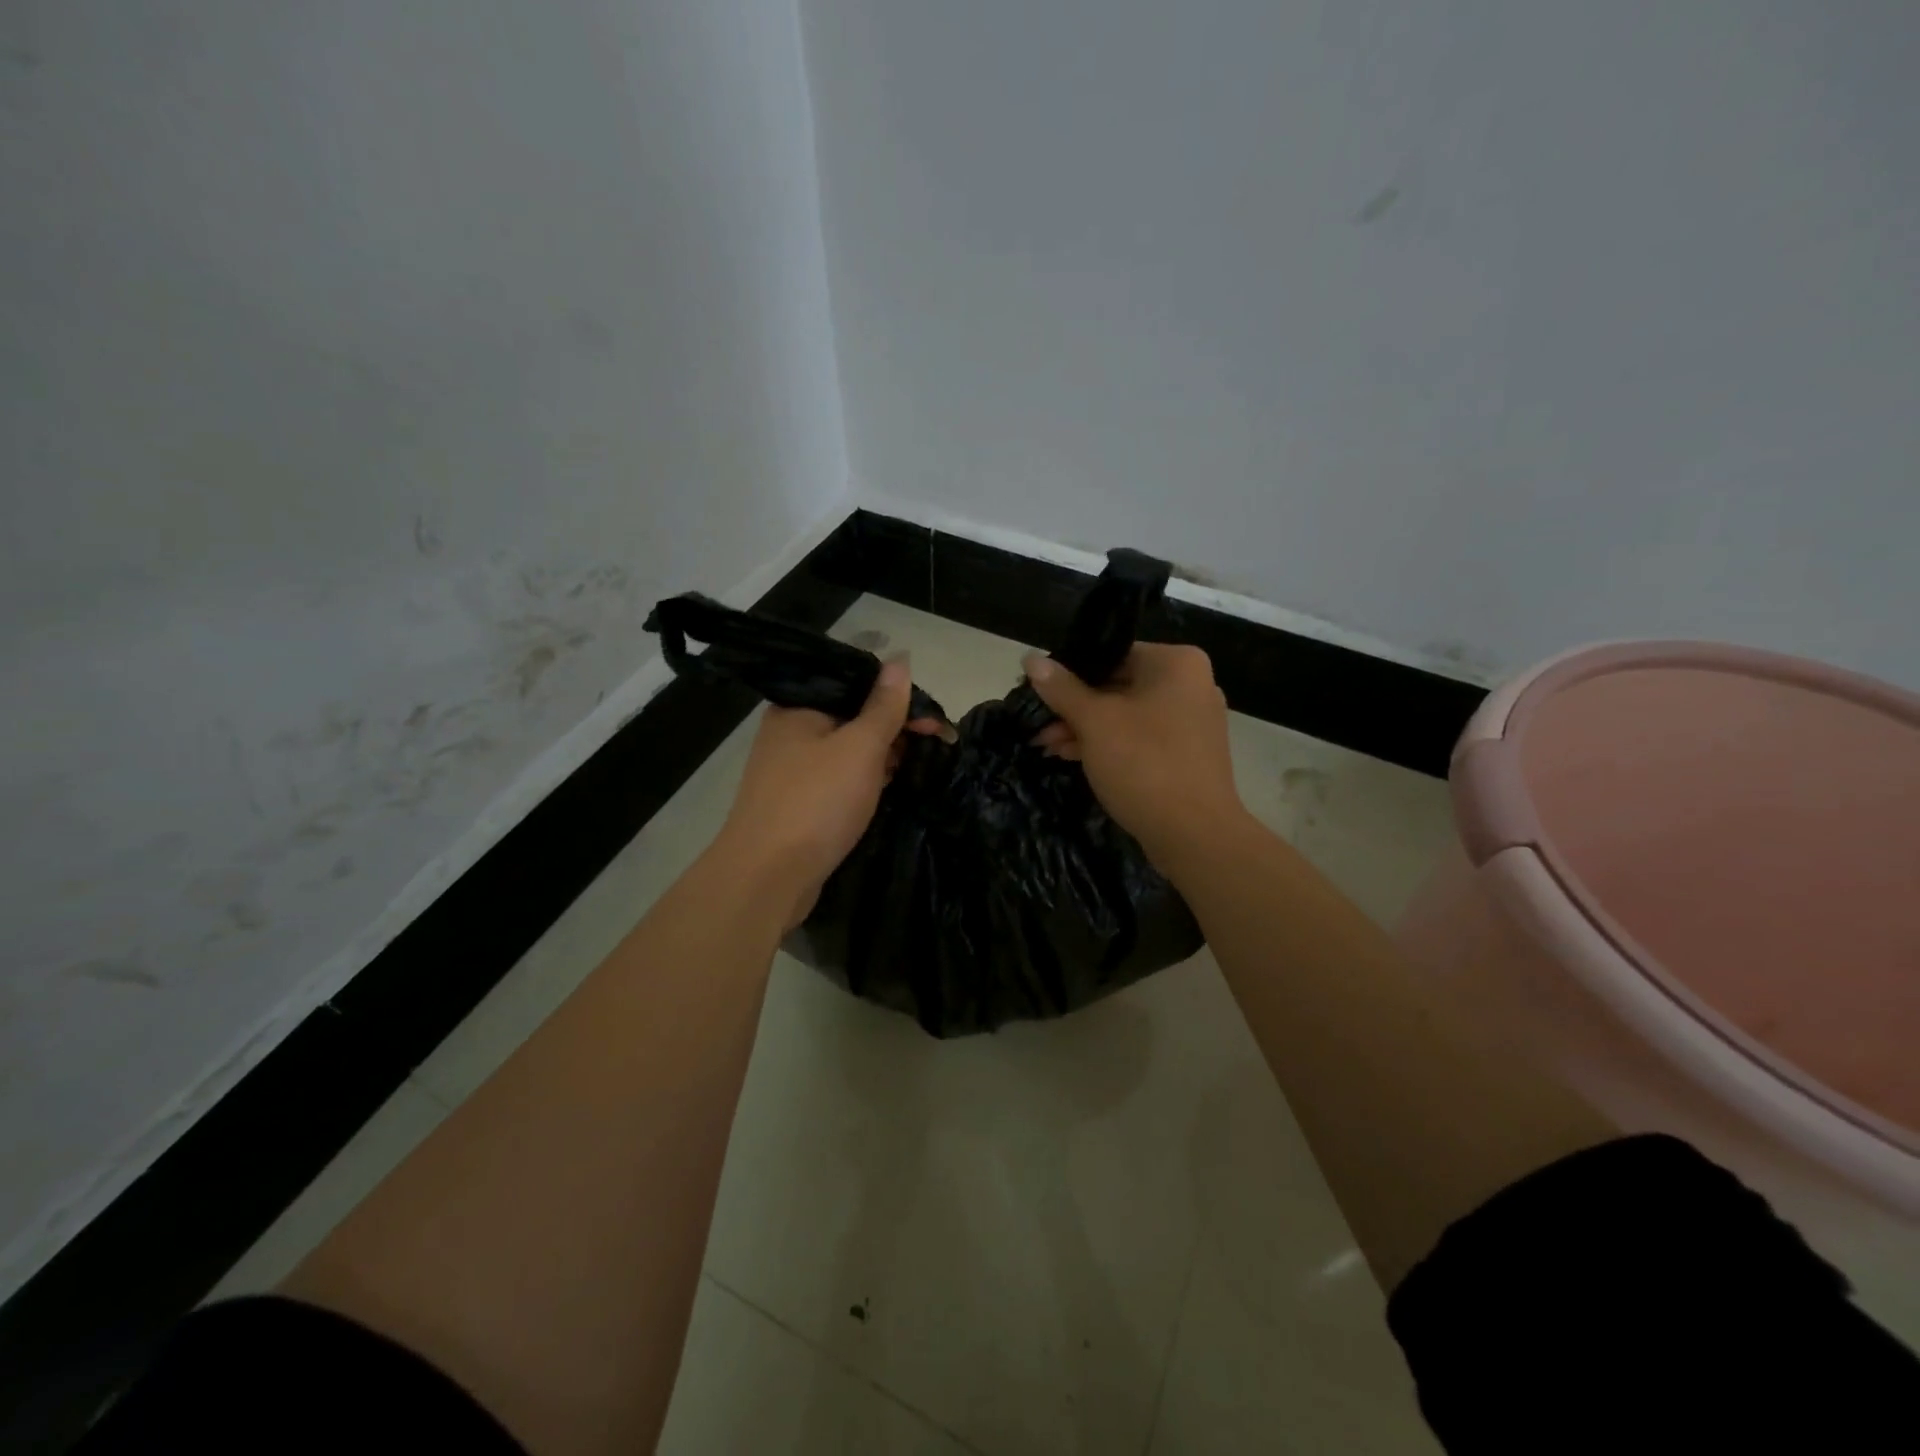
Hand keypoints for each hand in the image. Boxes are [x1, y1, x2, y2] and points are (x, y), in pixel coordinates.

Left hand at [717, 658, 944, 929]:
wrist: (768, 878)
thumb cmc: (817, 802)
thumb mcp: (860, 747)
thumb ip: (883, 706)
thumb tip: (900, 659)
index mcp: (799, 707)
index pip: (855, 684)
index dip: (899, 696)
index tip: (935, 721)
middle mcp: (791, 731)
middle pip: (852, 715)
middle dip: (895, 727)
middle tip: (938, 744)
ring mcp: (792, 769)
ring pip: (847, 749)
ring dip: (883, 753)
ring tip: (921, 764)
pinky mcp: (799, 802)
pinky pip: (839, 778)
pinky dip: (865, 778)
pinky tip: (890, 785)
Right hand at [1025, 644, 1245, 867]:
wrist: (1194, 835)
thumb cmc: (1144, 764)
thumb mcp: (1094, 722)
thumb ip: (1061, 688)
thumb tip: (1030, 659)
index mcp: (1176, 664)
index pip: (1113, 653)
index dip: (1071, 671)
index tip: (1040, 691)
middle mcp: (1190, 685)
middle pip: (1118, 685)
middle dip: (1074, 707)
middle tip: (1038, 724)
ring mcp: (1192, 722)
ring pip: (1127, 715)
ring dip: (1086, 729)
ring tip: (1046, 745)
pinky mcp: (1187, 755)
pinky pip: (1141, 739)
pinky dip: (1110, 744)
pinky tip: (1072, 756)